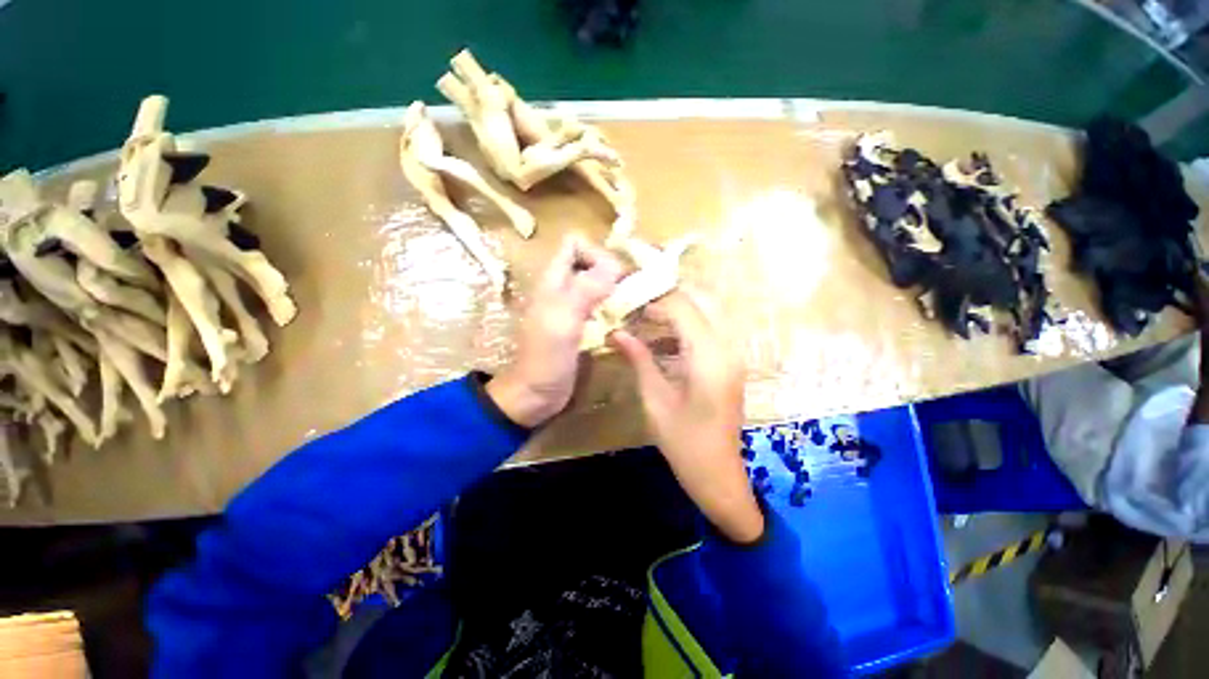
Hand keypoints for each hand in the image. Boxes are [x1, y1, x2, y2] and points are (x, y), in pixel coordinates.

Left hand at [487, 235, 623, 427]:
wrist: (535, 395)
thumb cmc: (545, 359)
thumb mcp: (563, 322)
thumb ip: (585, 290)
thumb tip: (614, 264)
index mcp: (553, 281)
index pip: (574, 243)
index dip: (596, 252)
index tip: (615, 276)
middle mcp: (562, 289)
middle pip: (589, 262)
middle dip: (611, 271)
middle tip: (631, 291)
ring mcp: (572, 308)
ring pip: (597, 284)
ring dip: (615, 289)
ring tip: (633, 303)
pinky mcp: (580, 325)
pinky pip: (600, 305)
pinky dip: (613, 306)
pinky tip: (624, 319)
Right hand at [610, 290, 763, 542]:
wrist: (718, 474)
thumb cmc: (683, 441)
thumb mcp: (655, 399)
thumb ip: (639, 359)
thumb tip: (616, 332)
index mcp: (708, 357)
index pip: (683, 307)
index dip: (655, 301)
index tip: (629, 305)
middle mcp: (727, 348)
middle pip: (702, 302)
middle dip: (669, 299)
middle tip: (639, 308)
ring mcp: (733, 355)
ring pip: (709, 313)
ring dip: (679, 312)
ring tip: (647, 321)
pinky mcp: (731, 364)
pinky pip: (712, 331)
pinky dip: (688, 327)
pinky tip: (665, 340)